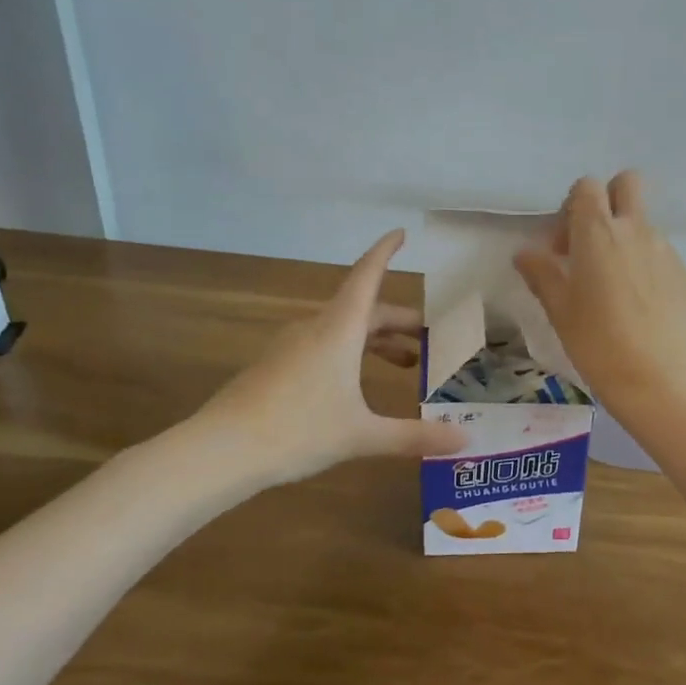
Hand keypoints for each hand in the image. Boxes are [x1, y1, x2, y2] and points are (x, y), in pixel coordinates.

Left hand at [162, 229, 465, 491]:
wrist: (220, 451)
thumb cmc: (298, 430)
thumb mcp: (362, 435)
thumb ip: (415, 436)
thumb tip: (466, 439)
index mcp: (339, 330)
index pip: (367, 276)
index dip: (386, 252)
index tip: (402, 233)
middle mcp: (315, 328)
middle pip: (363, 310)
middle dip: (397, 321)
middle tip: (428, 337)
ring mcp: (291, 347)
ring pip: (343, 331)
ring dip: (376, 341)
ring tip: (404, 364)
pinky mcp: (275, 367)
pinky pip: (323, 347)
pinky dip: (351, 354)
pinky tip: (357, 386)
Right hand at [514, 172, 685, 410]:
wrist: (663, 380)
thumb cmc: (599, 344)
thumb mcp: (560, 311)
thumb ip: (542, 274)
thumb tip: (525, 253)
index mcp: (598, 233)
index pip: (587, 186)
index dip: (571, 207)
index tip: (563, 246)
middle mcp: (636, 230)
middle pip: (627, 183)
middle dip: (609, 200)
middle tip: (593, 243)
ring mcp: (666, 250)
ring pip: (644, 224)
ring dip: (626, 239)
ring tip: (615, 288)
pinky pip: (661, 255)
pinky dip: (647, 267)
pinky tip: (640, 308)